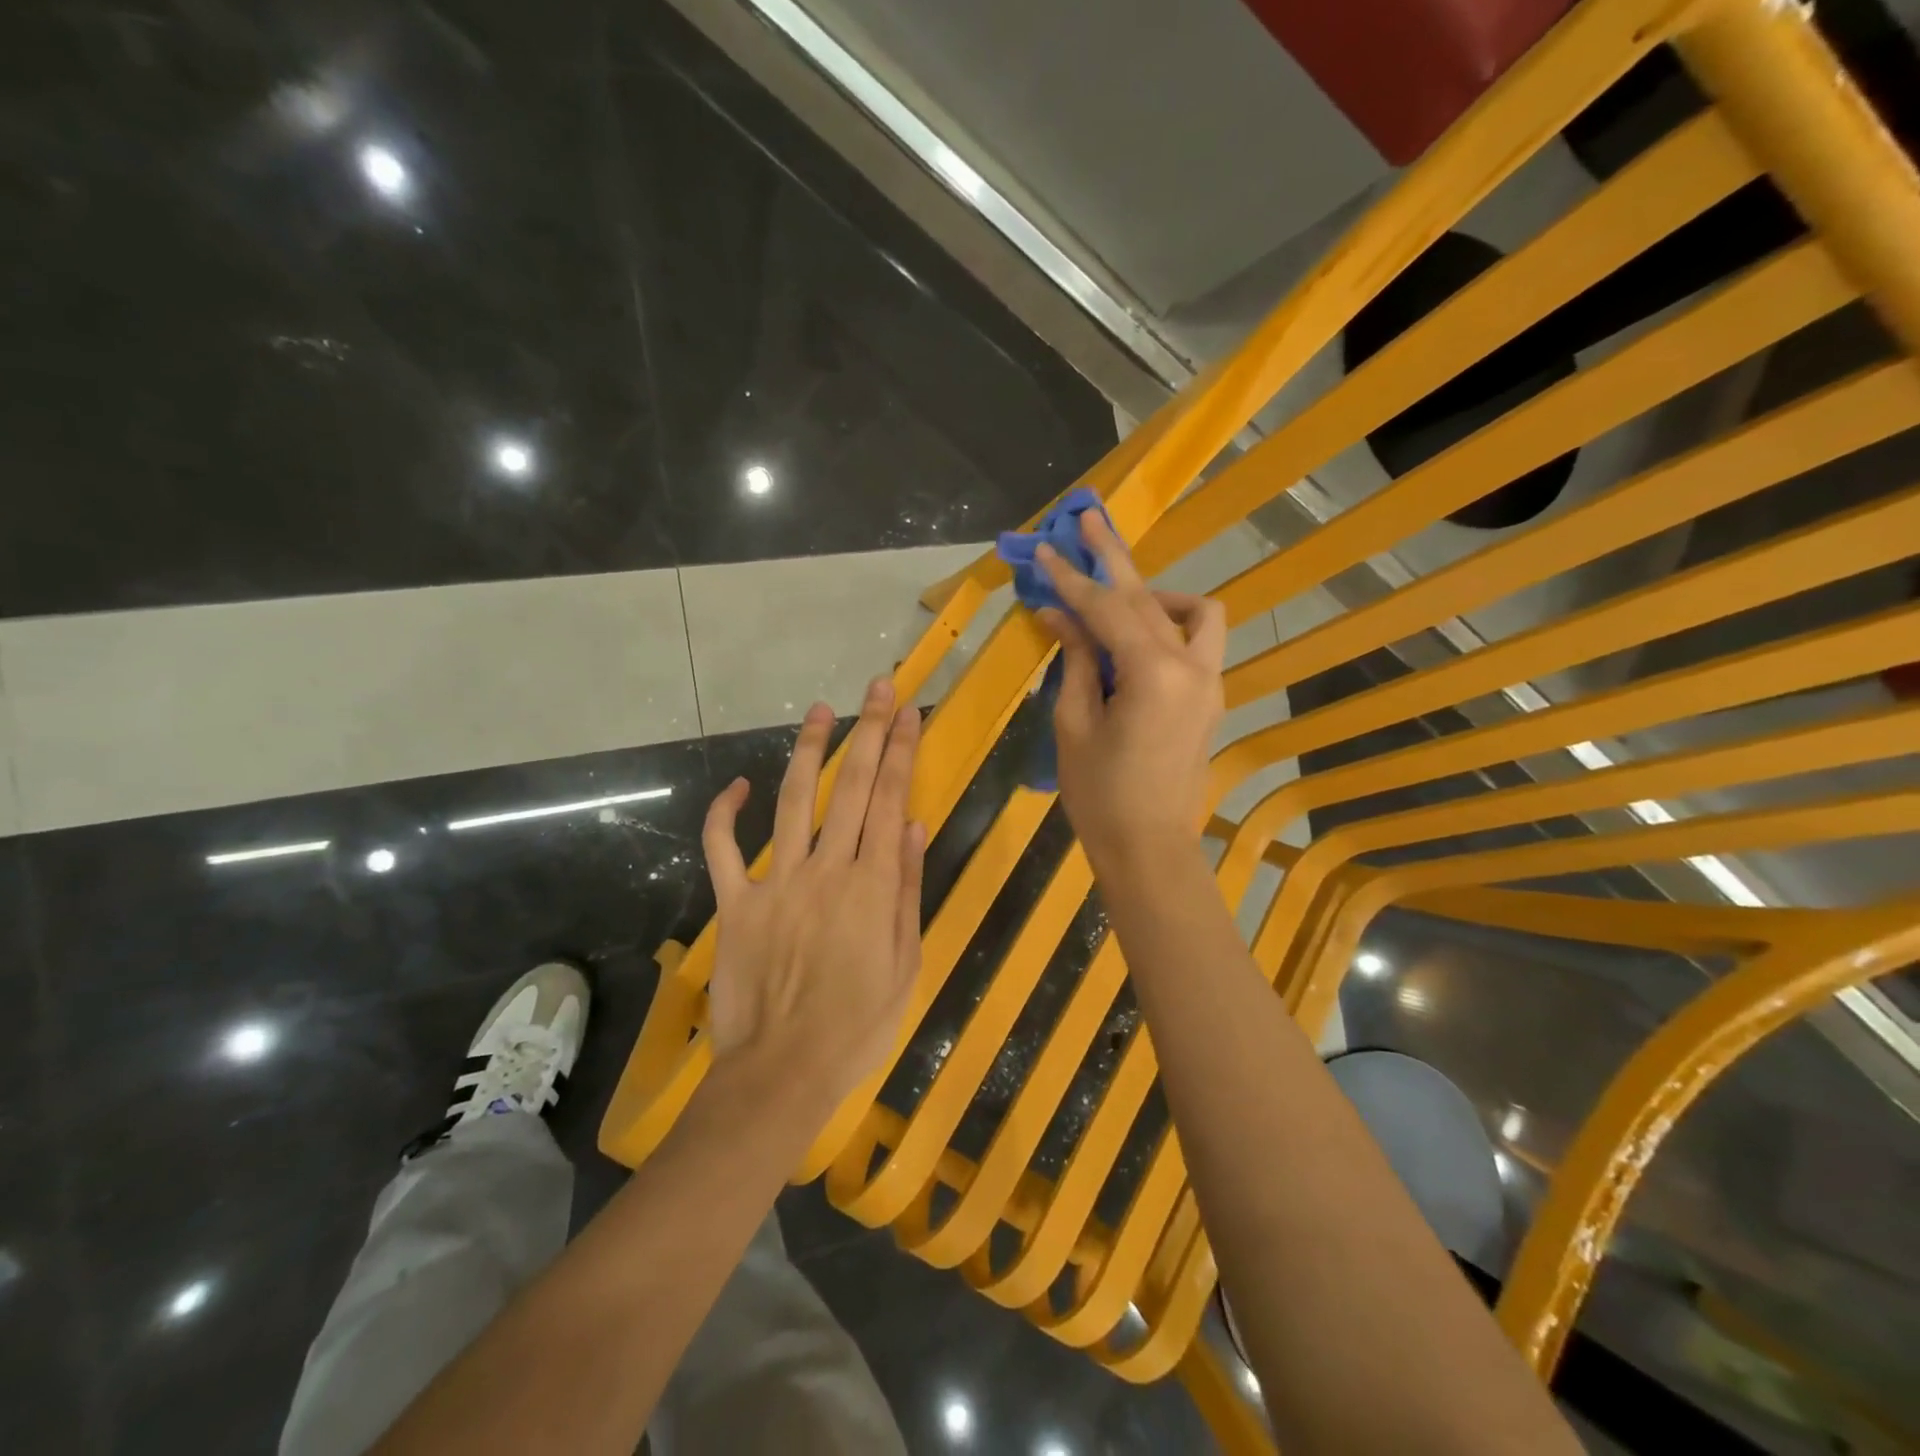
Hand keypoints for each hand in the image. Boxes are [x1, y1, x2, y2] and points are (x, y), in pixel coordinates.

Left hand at [701, 678, 926, 1117]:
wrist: (784, 1070)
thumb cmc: (858, 1024)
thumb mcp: (905, 963)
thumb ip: (906, 890)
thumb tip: (910, 826)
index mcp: (872, 885)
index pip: (890, 801)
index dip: (901, 752)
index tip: (909, 712)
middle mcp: (827, 870)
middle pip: (850, 788)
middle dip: (868, 732)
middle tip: (877, 688)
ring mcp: (776, 882)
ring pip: (793, 801)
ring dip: (807, 752)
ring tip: (818, 711)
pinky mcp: (737, 903)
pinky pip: (723, 849)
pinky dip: (725, 814)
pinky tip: (737, 785)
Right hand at [1036, 510, 1226, 876]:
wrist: (1150, 848)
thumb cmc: (1101, 795)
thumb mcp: (1074, 725)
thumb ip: (1075, 661)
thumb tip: (1059, 615)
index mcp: (1154, 673)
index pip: (1106, 609)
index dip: (1071, 578)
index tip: (1043, 550)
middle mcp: (1192, 666)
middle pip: (1149, 596)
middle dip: (1113, 557)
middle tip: (1085, 520)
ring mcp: (1209, 681)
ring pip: (1193, 612)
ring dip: (1153, 594)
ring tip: (1115, 598)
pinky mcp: (1210, 697)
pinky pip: (1197, 642)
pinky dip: (1168, 626)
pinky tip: (1134, 639)